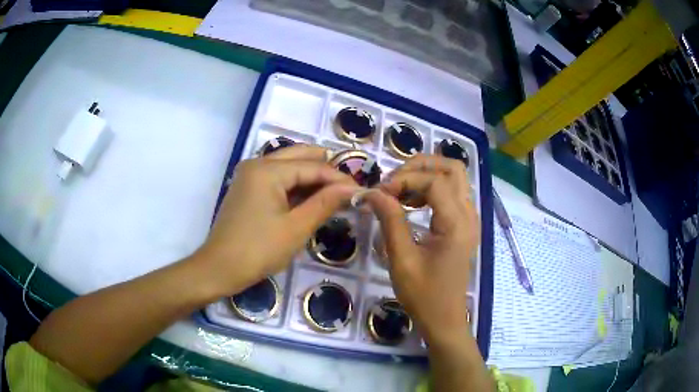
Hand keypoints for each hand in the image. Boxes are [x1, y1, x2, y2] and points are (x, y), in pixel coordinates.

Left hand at [196, 145, 359, 295]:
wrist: (219, 268)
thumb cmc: (258, 251)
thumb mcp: (296, 228)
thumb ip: (325, 203)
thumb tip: (352, 188)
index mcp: (268, 170)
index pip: (314, 166)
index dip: (339, 178)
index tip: (361, 191)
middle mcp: (258, 163)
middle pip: (301, 156)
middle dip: (326, 171)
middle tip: (348, 190)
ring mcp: (250, 174)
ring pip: (289, 165)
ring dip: (312, 178)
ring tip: (334, 196)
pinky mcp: (248, 187)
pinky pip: (278, 178)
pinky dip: (296, 186)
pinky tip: (311, 199)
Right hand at [364, 155, 479, 344]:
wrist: (444, 319)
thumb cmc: (423, 295)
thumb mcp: (402, 259)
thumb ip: (390, 220)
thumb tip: (372, 192)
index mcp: (457, 223)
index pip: (434, 181)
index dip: (404, 179)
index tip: (379, 193)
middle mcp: (469, 215)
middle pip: (452, 168)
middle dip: (421, 165)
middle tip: (394, 180)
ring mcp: (470, 219)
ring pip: (455, 177)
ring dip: (427, 175)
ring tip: (400, 190)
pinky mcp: (465, 226)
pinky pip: (453, 193)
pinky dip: (432, 188)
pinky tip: (413, 204)